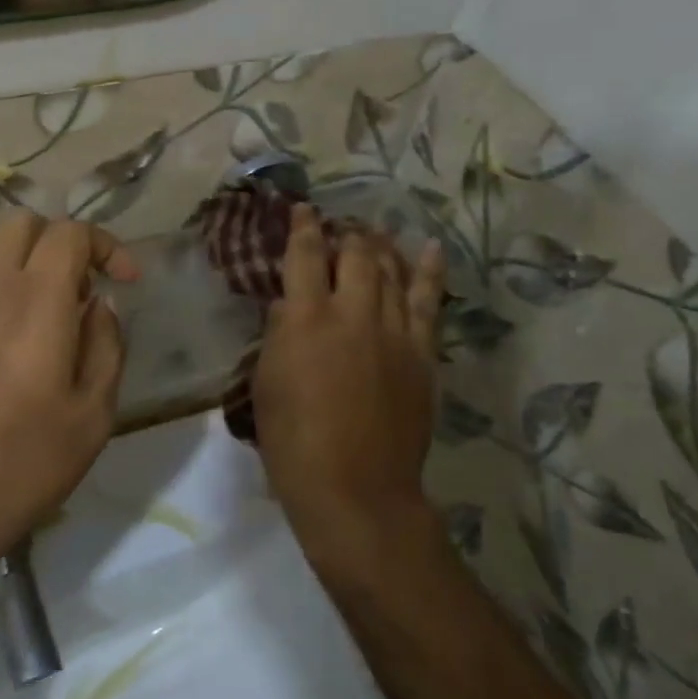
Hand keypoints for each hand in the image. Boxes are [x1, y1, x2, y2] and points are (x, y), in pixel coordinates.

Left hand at [0, 215, 137, 610]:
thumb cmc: (18, 468)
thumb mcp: (91, 417)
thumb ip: (106, 346)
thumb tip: (100, 305)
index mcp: (36, 299)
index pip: (70, 233)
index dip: (106, 246)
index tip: (124, 281)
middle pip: (22, 224)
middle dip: (61, 243)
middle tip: (79, 292)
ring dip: (17, 254)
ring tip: (36, 301)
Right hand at [253, 207, 446, 568]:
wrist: (355, 489)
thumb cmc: (293, 442)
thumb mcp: (266, 385)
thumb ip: (279, 335)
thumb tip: (290, 305)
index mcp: (307, 319)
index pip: (306, 256)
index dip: (303, 228)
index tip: (302, 210)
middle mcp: (354, 313)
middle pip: (356, 255)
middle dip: (347, 234)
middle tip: (342, 227)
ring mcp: (395, 332)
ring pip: (393, 272)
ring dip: (383, 247)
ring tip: (376, 232)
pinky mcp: (423, 354)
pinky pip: (430, 303)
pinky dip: (430, 273)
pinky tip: (430, 250)